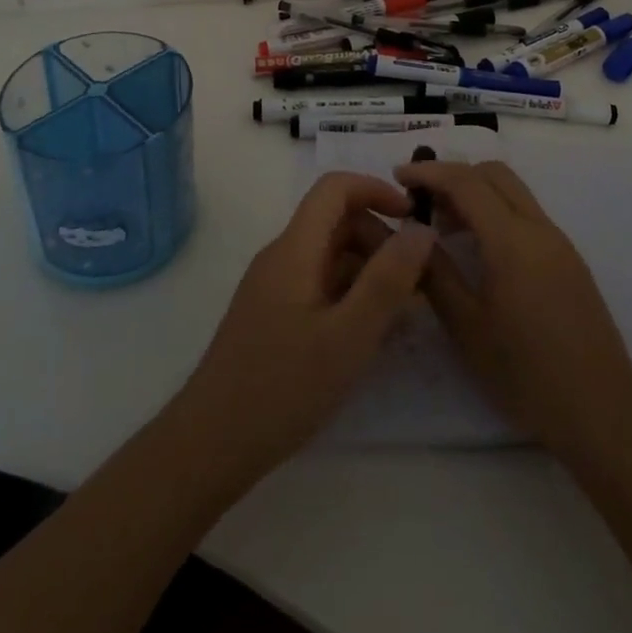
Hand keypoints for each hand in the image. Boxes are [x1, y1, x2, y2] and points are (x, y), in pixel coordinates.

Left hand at [176, 171, 435, 485]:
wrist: (210, 445)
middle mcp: (281, 256)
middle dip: (379, 239)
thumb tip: (421, 229)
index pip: (335, 188)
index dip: (376, 190)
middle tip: (416, 282)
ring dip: (368, 270)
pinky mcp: (272, 314)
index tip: (413, 219)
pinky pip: (318, 284)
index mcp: (295, 248)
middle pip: (336, 221)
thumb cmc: (282, 388)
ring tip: (400, 314)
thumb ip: (387, 281)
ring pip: (329, 256)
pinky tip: (368, 335)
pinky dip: (349, 295)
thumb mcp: (349, 336)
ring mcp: (274, 286)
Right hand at [399, 159, 631, 463]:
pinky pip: (526, 215)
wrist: (602, 412)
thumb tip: (411, 236)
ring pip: (513, 192)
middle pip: (494, 174)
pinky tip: (478, 249)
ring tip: (443, 227)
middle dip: (454, 175)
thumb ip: (436, 273)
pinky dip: (496, 212)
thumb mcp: (467, 327)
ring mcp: (559, 242)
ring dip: (476, 194)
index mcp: (512, 240)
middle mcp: (539, 228)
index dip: (429, 171)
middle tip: (422, 201)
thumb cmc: (526, 374)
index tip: (398, 176)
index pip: (466, 182)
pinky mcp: (569, 260)